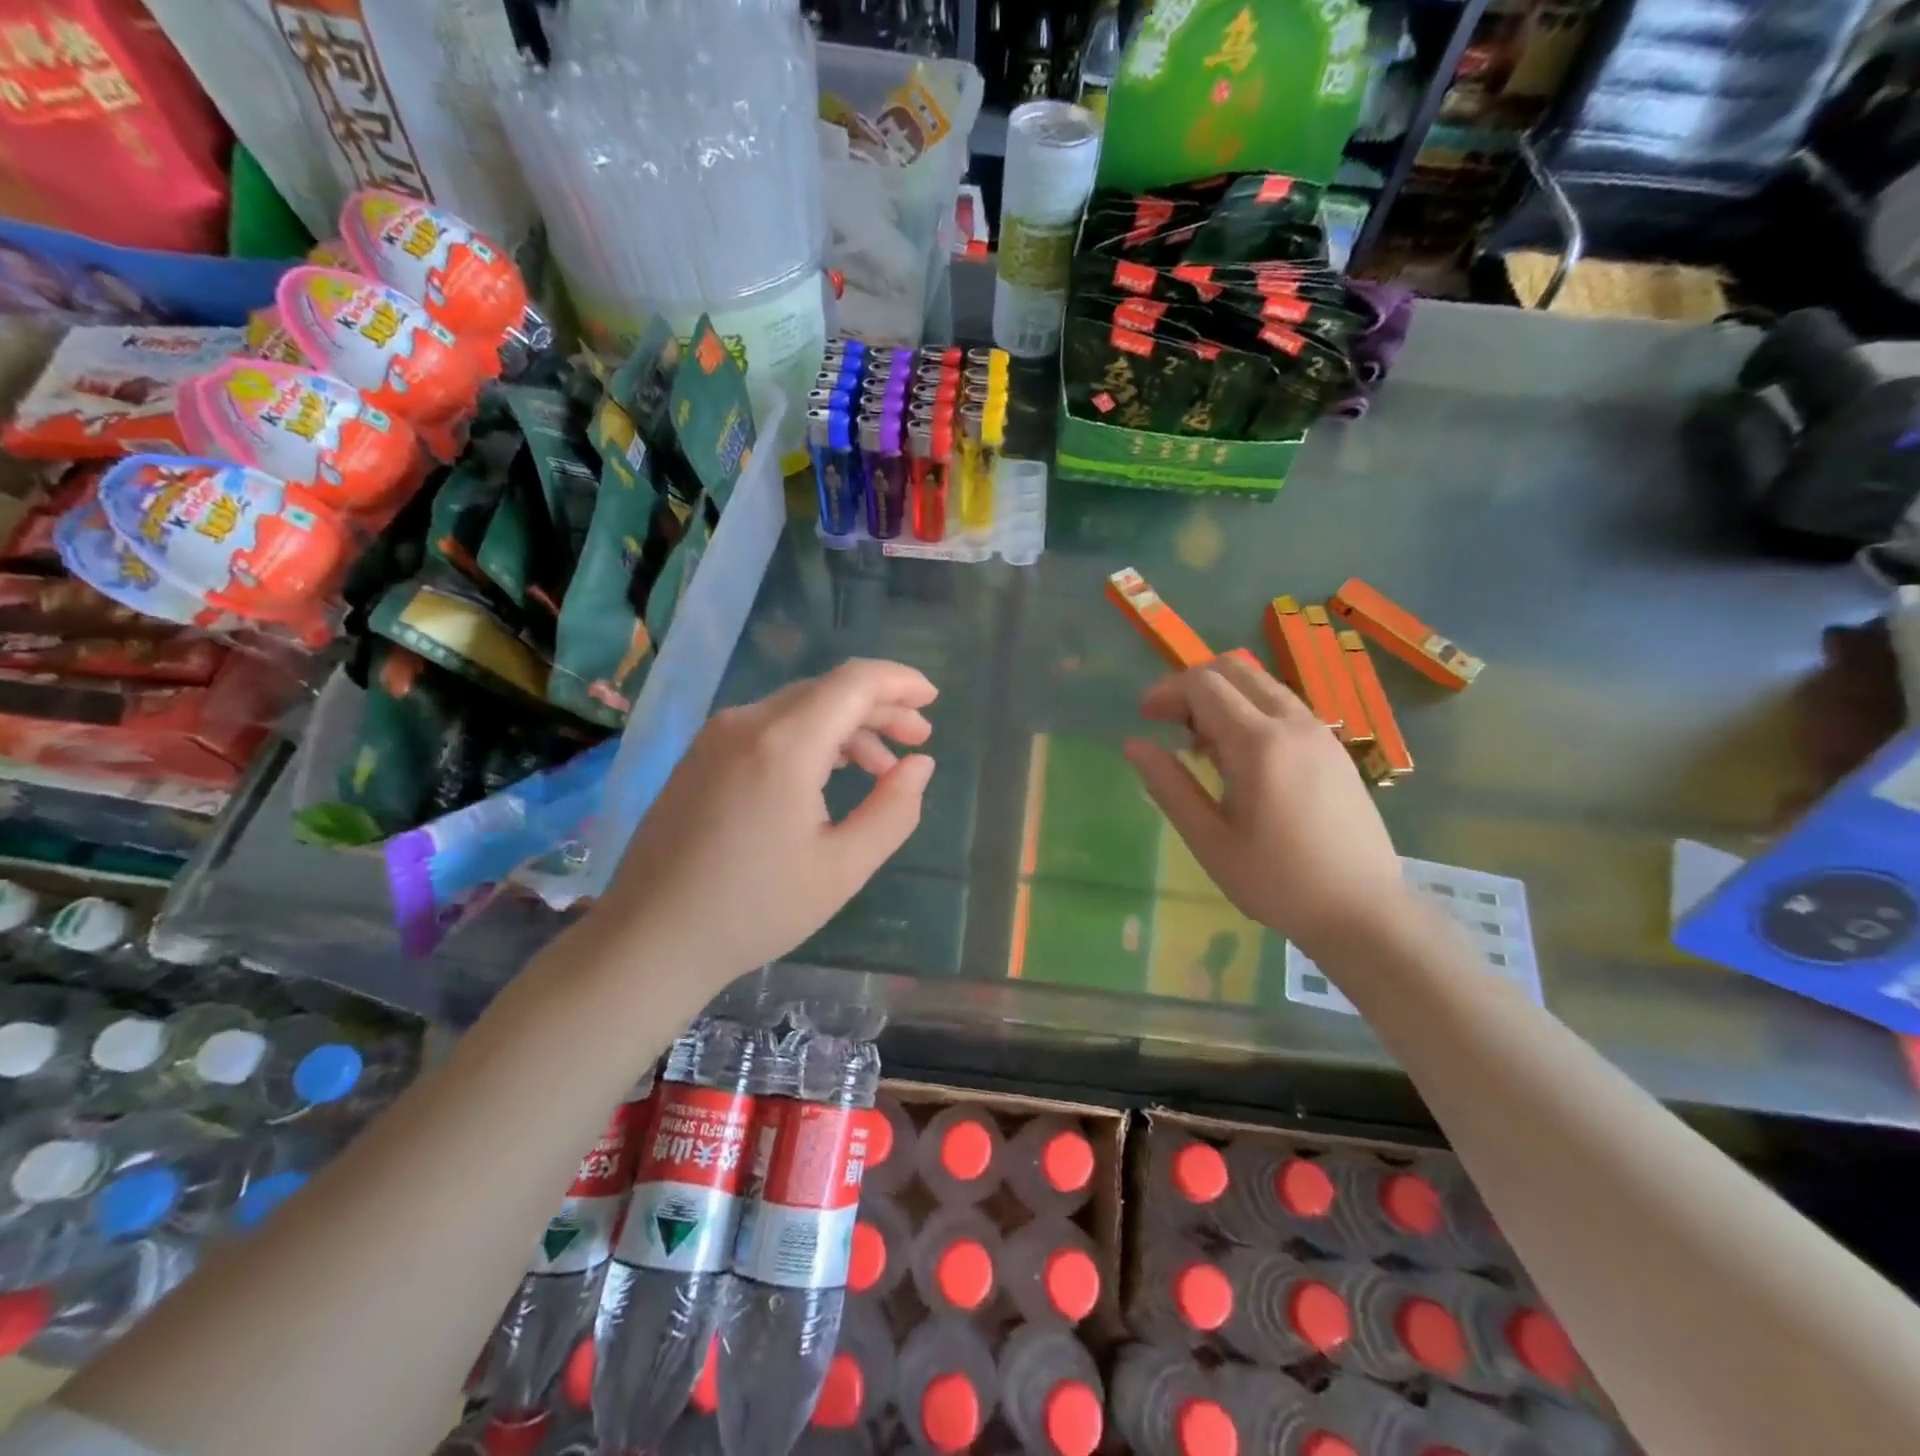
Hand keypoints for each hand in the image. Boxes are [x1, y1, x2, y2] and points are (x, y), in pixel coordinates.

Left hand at [597, 659, 936, 983]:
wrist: (650, 938)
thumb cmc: (755, 909)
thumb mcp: (843, 868)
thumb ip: (893, 810)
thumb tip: (919, 764)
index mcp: (784, 744)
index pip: (854, 682)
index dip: (900, 681)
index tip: (933, 699)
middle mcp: (746, 723)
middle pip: (827, 691)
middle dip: (880, 708)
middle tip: (918, 739)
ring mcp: (715, 737)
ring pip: (797, 709)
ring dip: (846, 728)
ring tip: (881, 768)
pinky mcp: (699, 757)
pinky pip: (768, 728)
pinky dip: (810, 739)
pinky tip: (828, 774)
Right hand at [1123, 654, 1405, 954]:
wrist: (1363, 911)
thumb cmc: (1277, 881)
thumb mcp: (1209, 840)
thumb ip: (1168, 786)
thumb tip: (1133, 745)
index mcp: (1259, 743)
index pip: (1204, 684)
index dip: (1167, 691)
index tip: (1144, 717)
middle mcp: (1293, 723)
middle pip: (1234, 670)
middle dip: (1193, 685)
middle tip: (1168, 722)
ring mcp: (1320, 732)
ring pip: (1262, 685)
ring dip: (1223, 697)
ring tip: (1200, 743)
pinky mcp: (1334, 748)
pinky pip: (1284, 707)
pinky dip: (1251, 711)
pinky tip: (1240, 756)